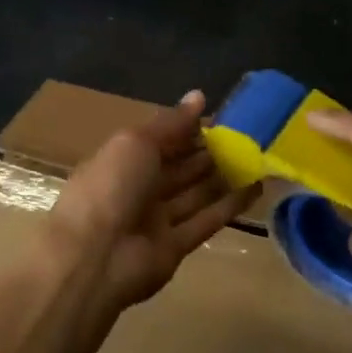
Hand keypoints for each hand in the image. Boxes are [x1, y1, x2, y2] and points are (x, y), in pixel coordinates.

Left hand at [42, 92, 256, 312]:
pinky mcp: (176, 248)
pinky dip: (229, 207)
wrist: (94, 256)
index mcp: (123, 158)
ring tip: (257, 159)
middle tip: (247, 138)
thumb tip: (199, 96)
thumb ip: (171, 123)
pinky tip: (255, 189)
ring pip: (195, 194)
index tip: (222, 118)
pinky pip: (206, 221)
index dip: (187, 129)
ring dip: (223, 177)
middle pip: (179, 167)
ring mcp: (157, 219)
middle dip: (209, 152)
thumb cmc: (110, 185)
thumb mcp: (137, 142)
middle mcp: (139, 187)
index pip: (161, 139)